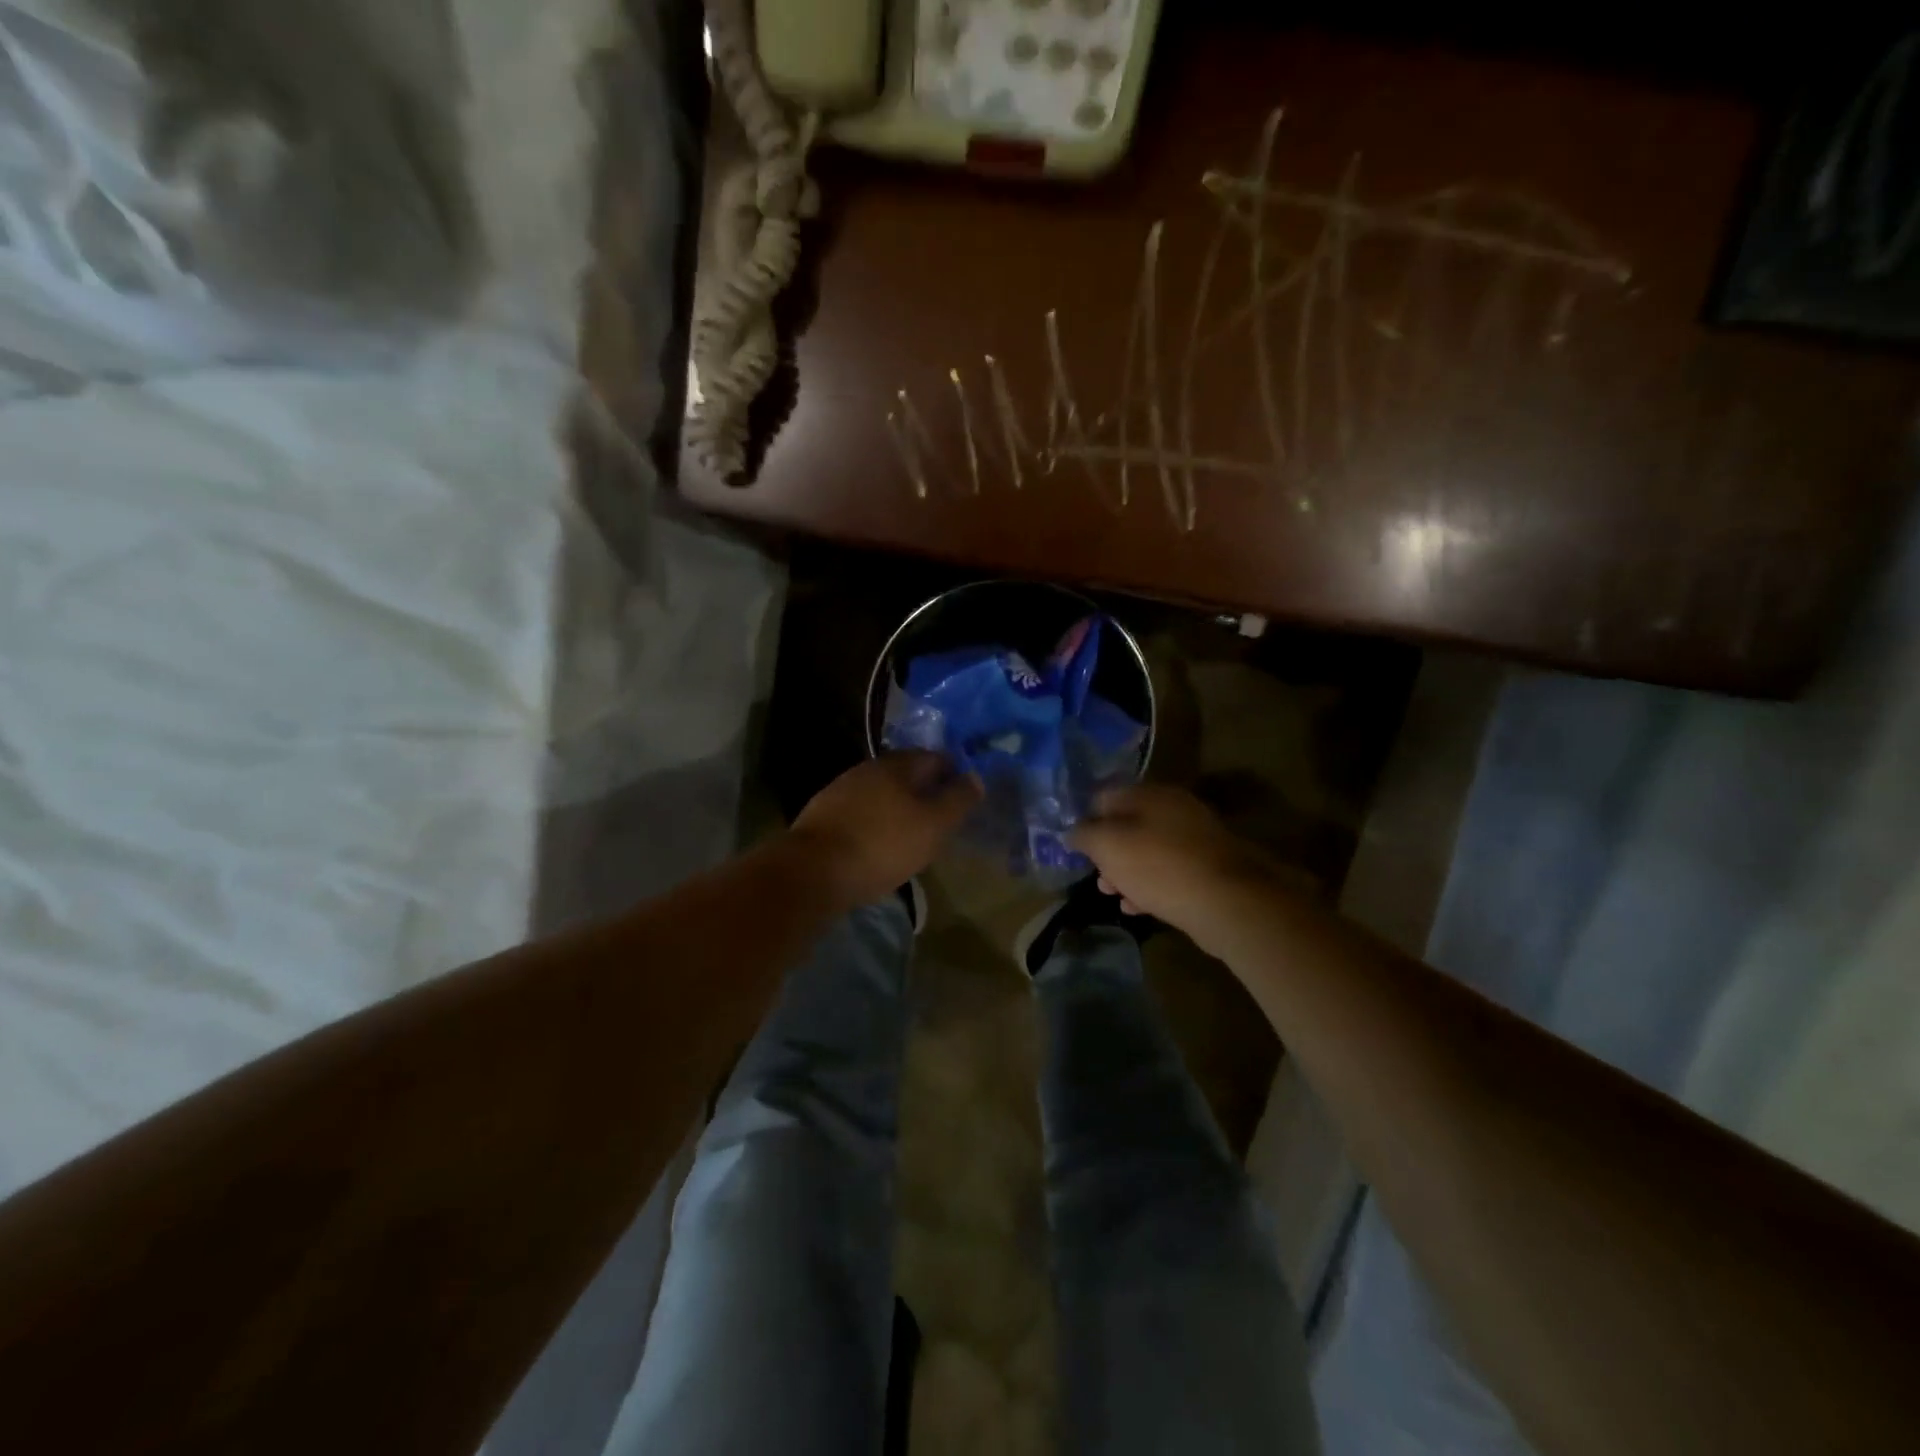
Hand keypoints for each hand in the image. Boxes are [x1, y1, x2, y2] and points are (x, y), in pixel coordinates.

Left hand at [789, 753, 982, 908]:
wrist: (813, 870)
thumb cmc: (883, 845)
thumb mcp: (933, 825)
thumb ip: (958, 800)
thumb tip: (976, 777)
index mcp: (898, 764)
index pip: (937, 758)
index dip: (955, 776)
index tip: (964, 802)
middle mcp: (869, 768)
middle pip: (908, 774)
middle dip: (926, 792)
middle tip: (942, 821)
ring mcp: (842, 789)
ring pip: (883, 793)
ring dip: (900, 808)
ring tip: (912, 836)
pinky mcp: (824, 814)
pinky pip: (862, 812)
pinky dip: (876, 823)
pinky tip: (879, 845)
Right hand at [1071, 784, 1271, 927]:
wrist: (1226, 903)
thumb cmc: (1158, 866)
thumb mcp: (1108, 846)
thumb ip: (1084, 835)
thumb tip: (1072, 831)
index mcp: (1151, 793)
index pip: (1106, 796)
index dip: (1086, 819)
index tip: (1075, 845)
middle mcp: (1175, 809)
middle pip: (1129, 825)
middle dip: (1108, 851)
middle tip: (1096, 875)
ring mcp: (1195, 839)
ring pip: (1148, 850)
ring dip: (1127, 872)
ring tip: (1112, 895)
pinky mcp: (1208, 869)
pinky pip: (1169, 872)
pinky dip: (1150, 886)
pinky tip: (1136, 908)